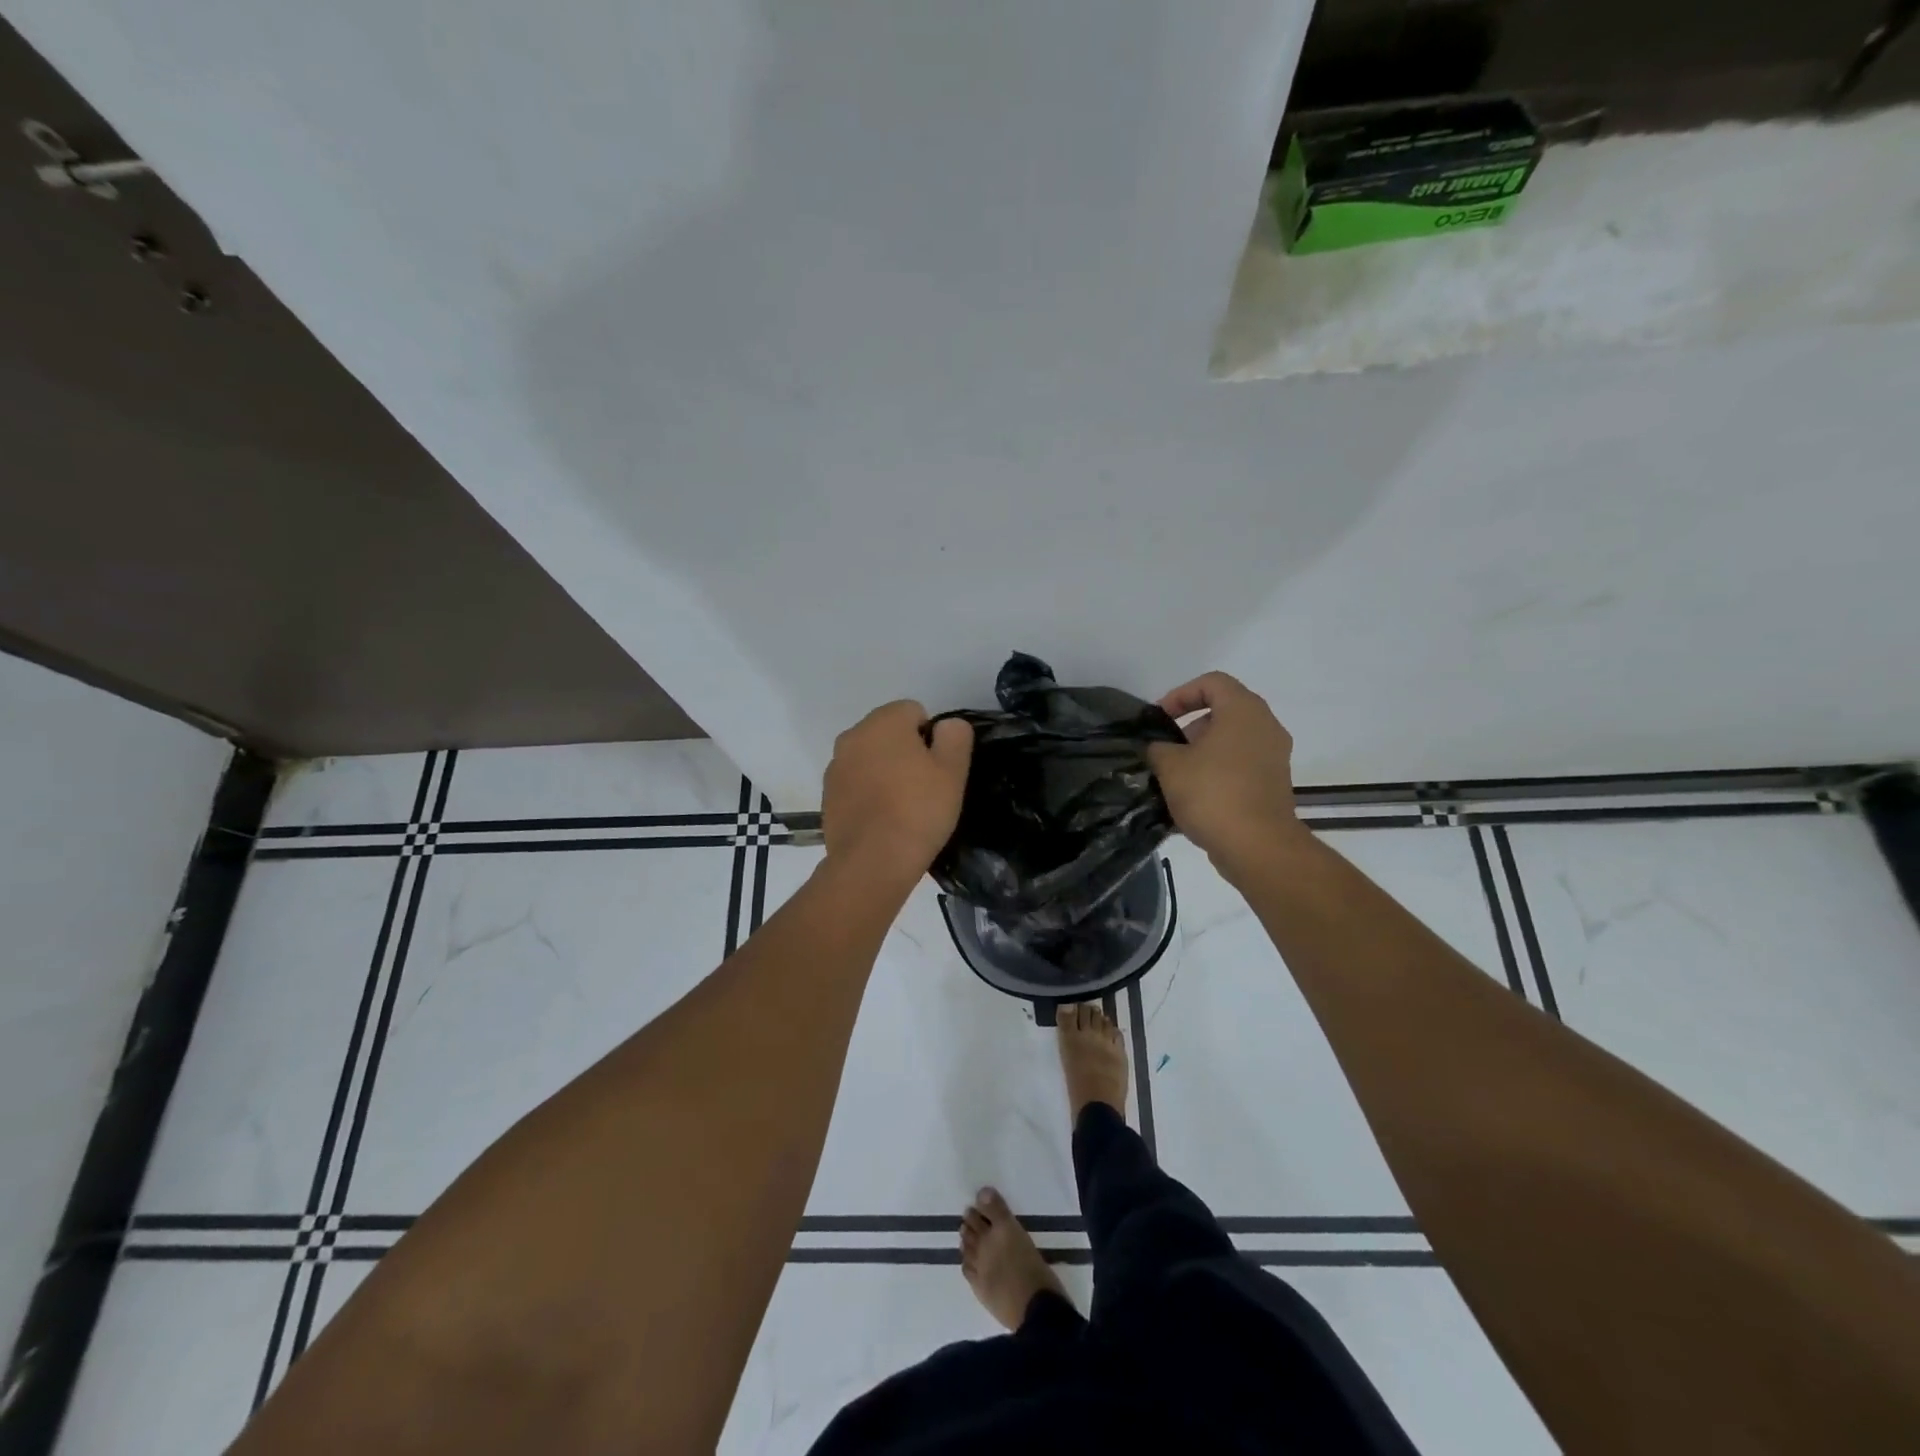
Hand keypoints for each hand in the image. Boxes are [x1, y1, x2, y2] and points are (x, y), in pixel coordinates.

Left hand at [821, 701, 973, 893]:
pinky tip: (882, 820)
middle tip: (924, 787)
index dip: (931, 737)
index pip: (914, 711)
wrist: (872, 862)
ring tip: (902, 807)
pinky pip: (855, 783)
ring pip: (869, 758)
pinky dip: (868, 793)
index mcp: (883, 722)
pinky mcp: (827, 796)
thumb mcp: (953, 771)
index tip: (938, 768)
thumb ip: (955, 736)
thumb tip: (947, 725)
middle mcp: (853, 736)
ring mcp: (835, 767)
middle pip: (888, 733)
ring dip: (884, 771)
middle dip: (905, 751)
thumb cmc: (918, 810)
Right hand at [1146, 673, 1305, 873]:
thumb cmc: (1212, 793)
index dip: (1181, 694)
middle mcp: (1266, 726)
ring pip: (1233, 739)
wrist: (1257, 846)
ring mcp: (1275, 756)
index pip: (1212, 682)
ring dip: (1203, 750)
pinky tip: (1195, 795)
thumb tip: (1159, 748)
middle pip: (1224, 710)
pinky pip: (1242, 764)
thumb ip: (1158, 748)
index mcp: (1243, 711)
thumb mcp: (1170, 766)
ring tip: (1177, 775)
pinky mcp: (1275, 783)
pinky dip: (1219, 770)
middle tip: (1167, 748)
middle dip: (1191, 725)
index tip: (1161, 718)